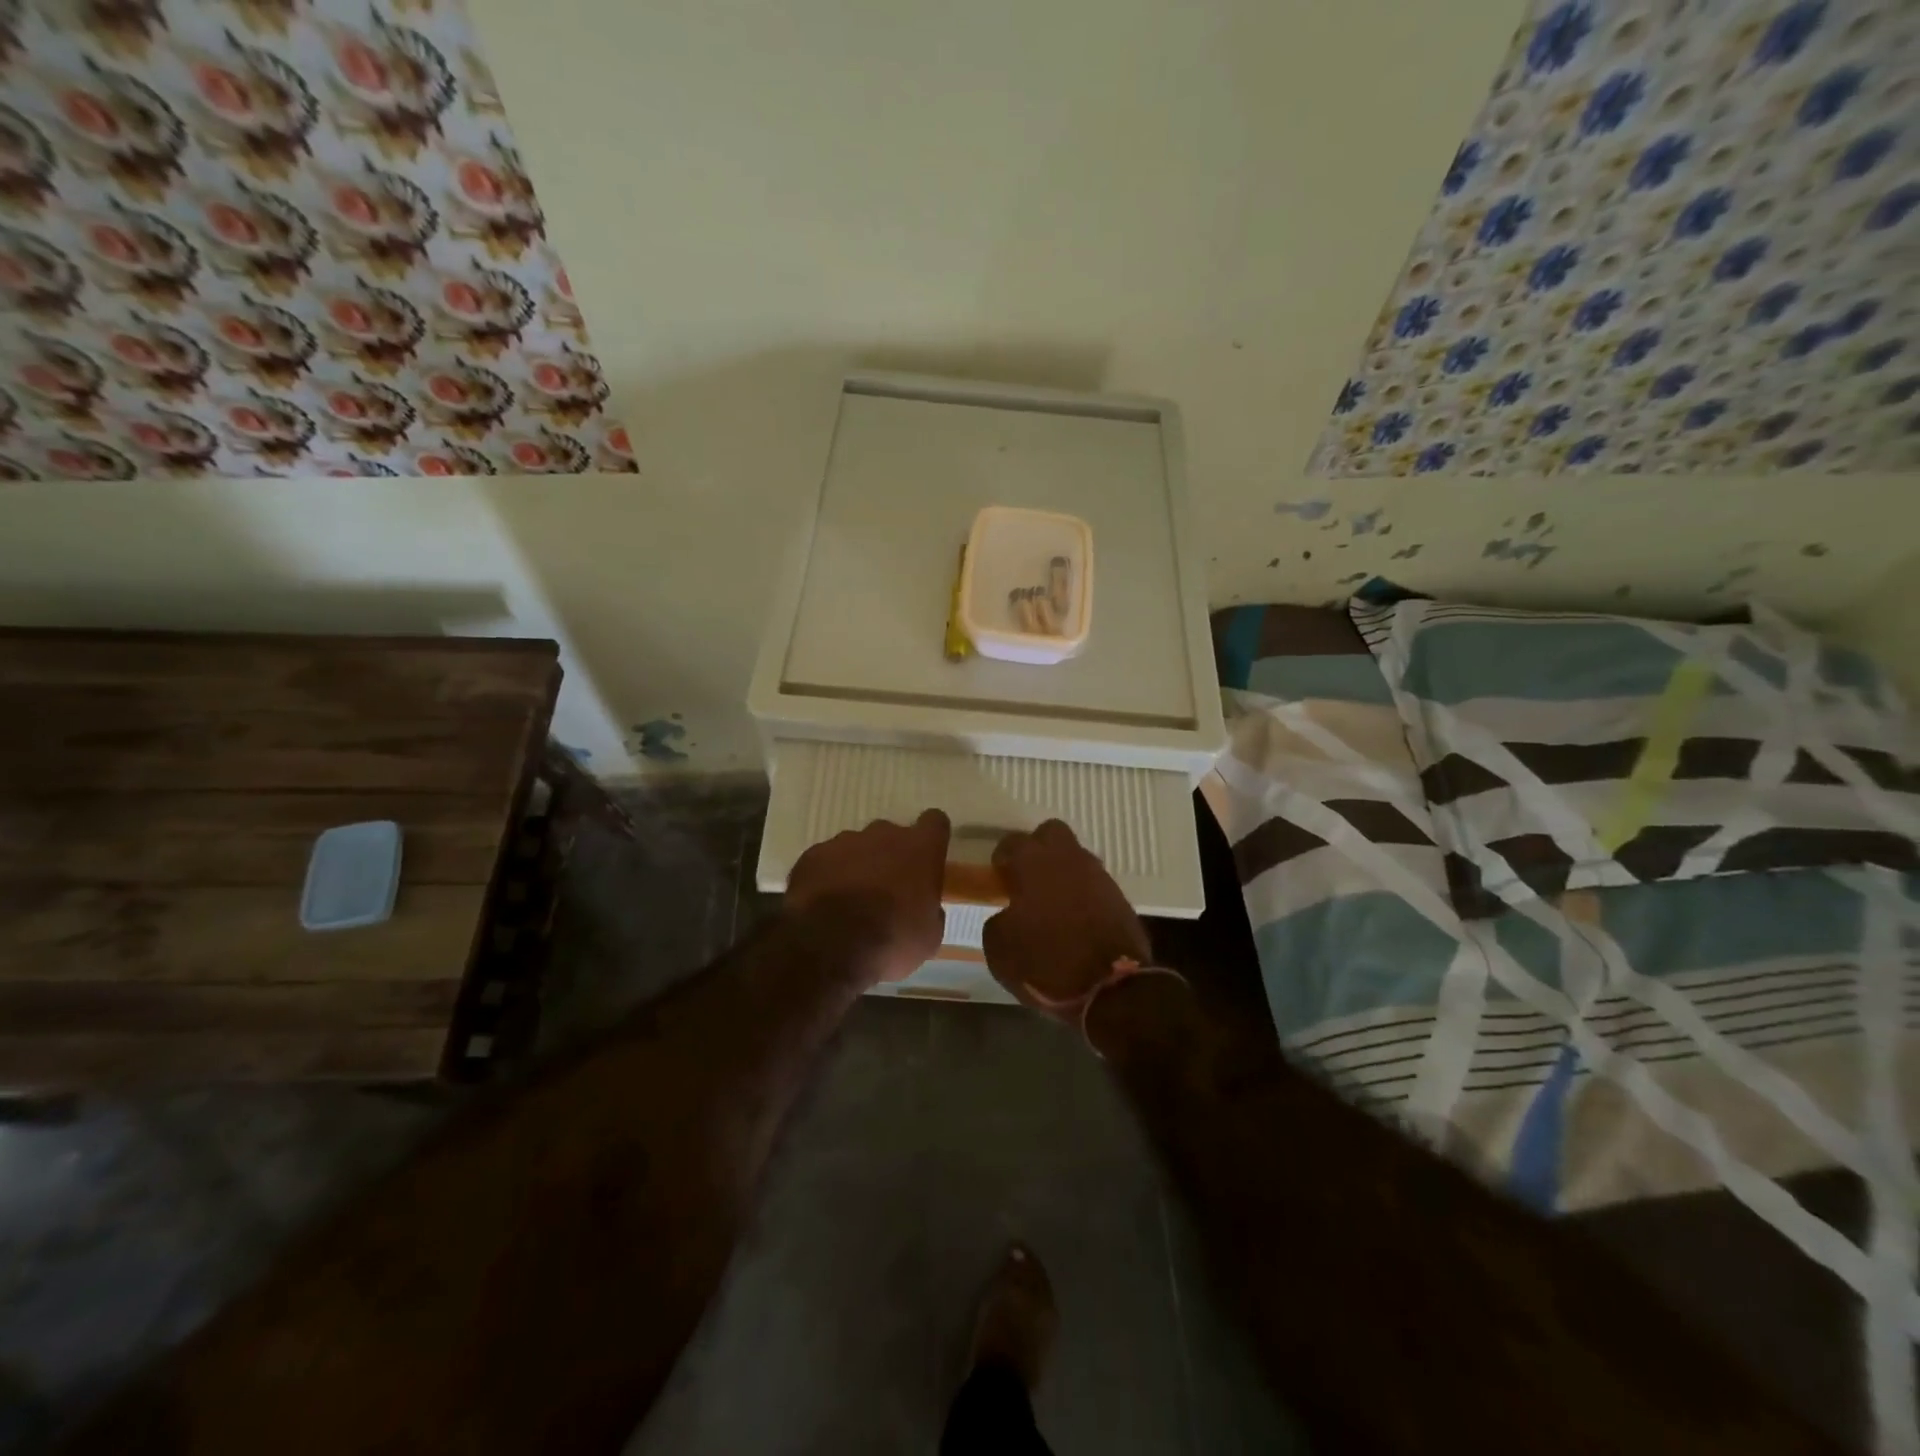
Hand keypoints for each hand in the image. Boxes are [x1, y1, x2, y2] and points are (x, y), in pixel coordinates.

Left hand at [786, 810, 950, 985]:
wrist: (830, 947)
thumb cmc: (891, 941)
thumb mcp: (929, 936)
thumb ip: (929, 910)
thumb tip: (922, 906)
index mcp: (920, 849)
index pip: (935, 822)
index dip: (932, 837)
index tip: (928, 856)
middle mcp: (884, 834)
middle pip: (892, 835)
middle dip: (891, 856)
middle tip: (888, 890)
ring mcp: (845, 841)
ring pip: (857, 847)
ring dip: (858, 866)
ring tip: (851, 901)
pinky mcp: (813, 855)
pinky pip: (826, 861)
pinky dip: (828, 876)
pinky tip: (825, 904)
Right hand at [983, 820, 1150, 1019]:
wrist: (1112, 989)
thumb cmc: (1046, 963)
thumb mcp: (1000, 949)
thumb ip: (998, 921)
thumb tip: (1007, 915)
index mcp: (1033, 864)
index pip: (1013, 841)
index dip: (1003, 857)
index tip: (999, 875)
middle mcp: (1068, 859)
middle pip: (1052, 832)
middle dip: (1038, 847)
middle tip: (1027, 876)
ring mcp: (1098, 876)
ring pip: (1076, 857)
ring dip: (1062, 871)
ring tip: (1052, 901)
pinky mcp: (1120, 898)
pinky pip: (1094, 884)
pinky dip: (1082, 893)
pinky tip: (1075, 918)